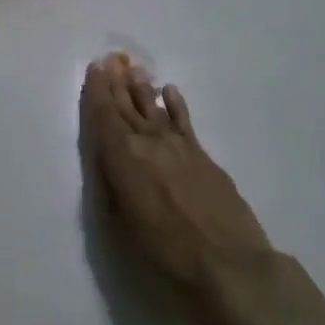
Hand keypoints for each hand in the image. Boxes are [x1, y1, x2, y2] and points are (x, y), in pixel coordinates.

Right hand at [79, 53, 274, 322]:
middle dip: (117, 83)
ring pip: (154, 108)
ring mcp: (178, 146)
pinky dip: (175, 104)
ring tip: (135, 69)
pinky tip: (170, 92)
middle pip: (128, 106)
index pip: (104, 116)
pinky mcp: (203, 156)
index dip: (97, 91)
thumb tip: (109, 165)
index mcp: (121, 157)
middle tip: (111, 59)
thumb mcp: (120, 228)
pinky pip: (184, 121)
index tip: (95, 67)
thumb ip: (111, 189)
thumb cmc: (164, 254)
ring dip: (142, 88)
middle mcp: (147, 142)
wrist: (229, 265)